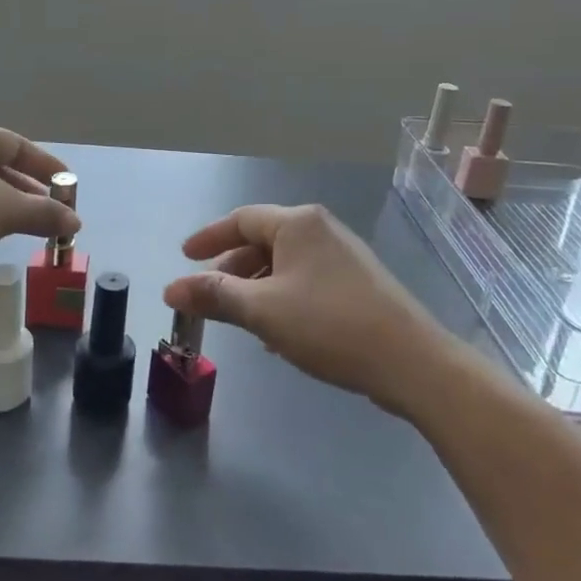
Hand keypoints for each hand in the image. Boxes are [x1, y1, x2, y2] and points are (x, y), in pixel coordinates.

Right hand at [163, 205, 442, 415]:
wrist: (410, 361)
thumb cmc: (329, 325)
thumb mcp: (262, 310)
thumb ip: (214, 296)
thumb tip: (170, 288)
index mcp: (297, 223)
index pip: (241, 219)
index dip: (209, 237)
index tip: (184, 257)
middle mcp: (320, 229)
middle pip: (262, 240)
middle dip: (231, 268)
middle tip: (208, 296)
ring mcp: (343, 255)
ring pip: (284, 264)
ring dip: (255, 287)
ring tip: (239, 318)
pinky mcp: (357, 283)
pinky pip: (305, 281)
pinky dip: (282, 297)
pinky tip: (277, 333)